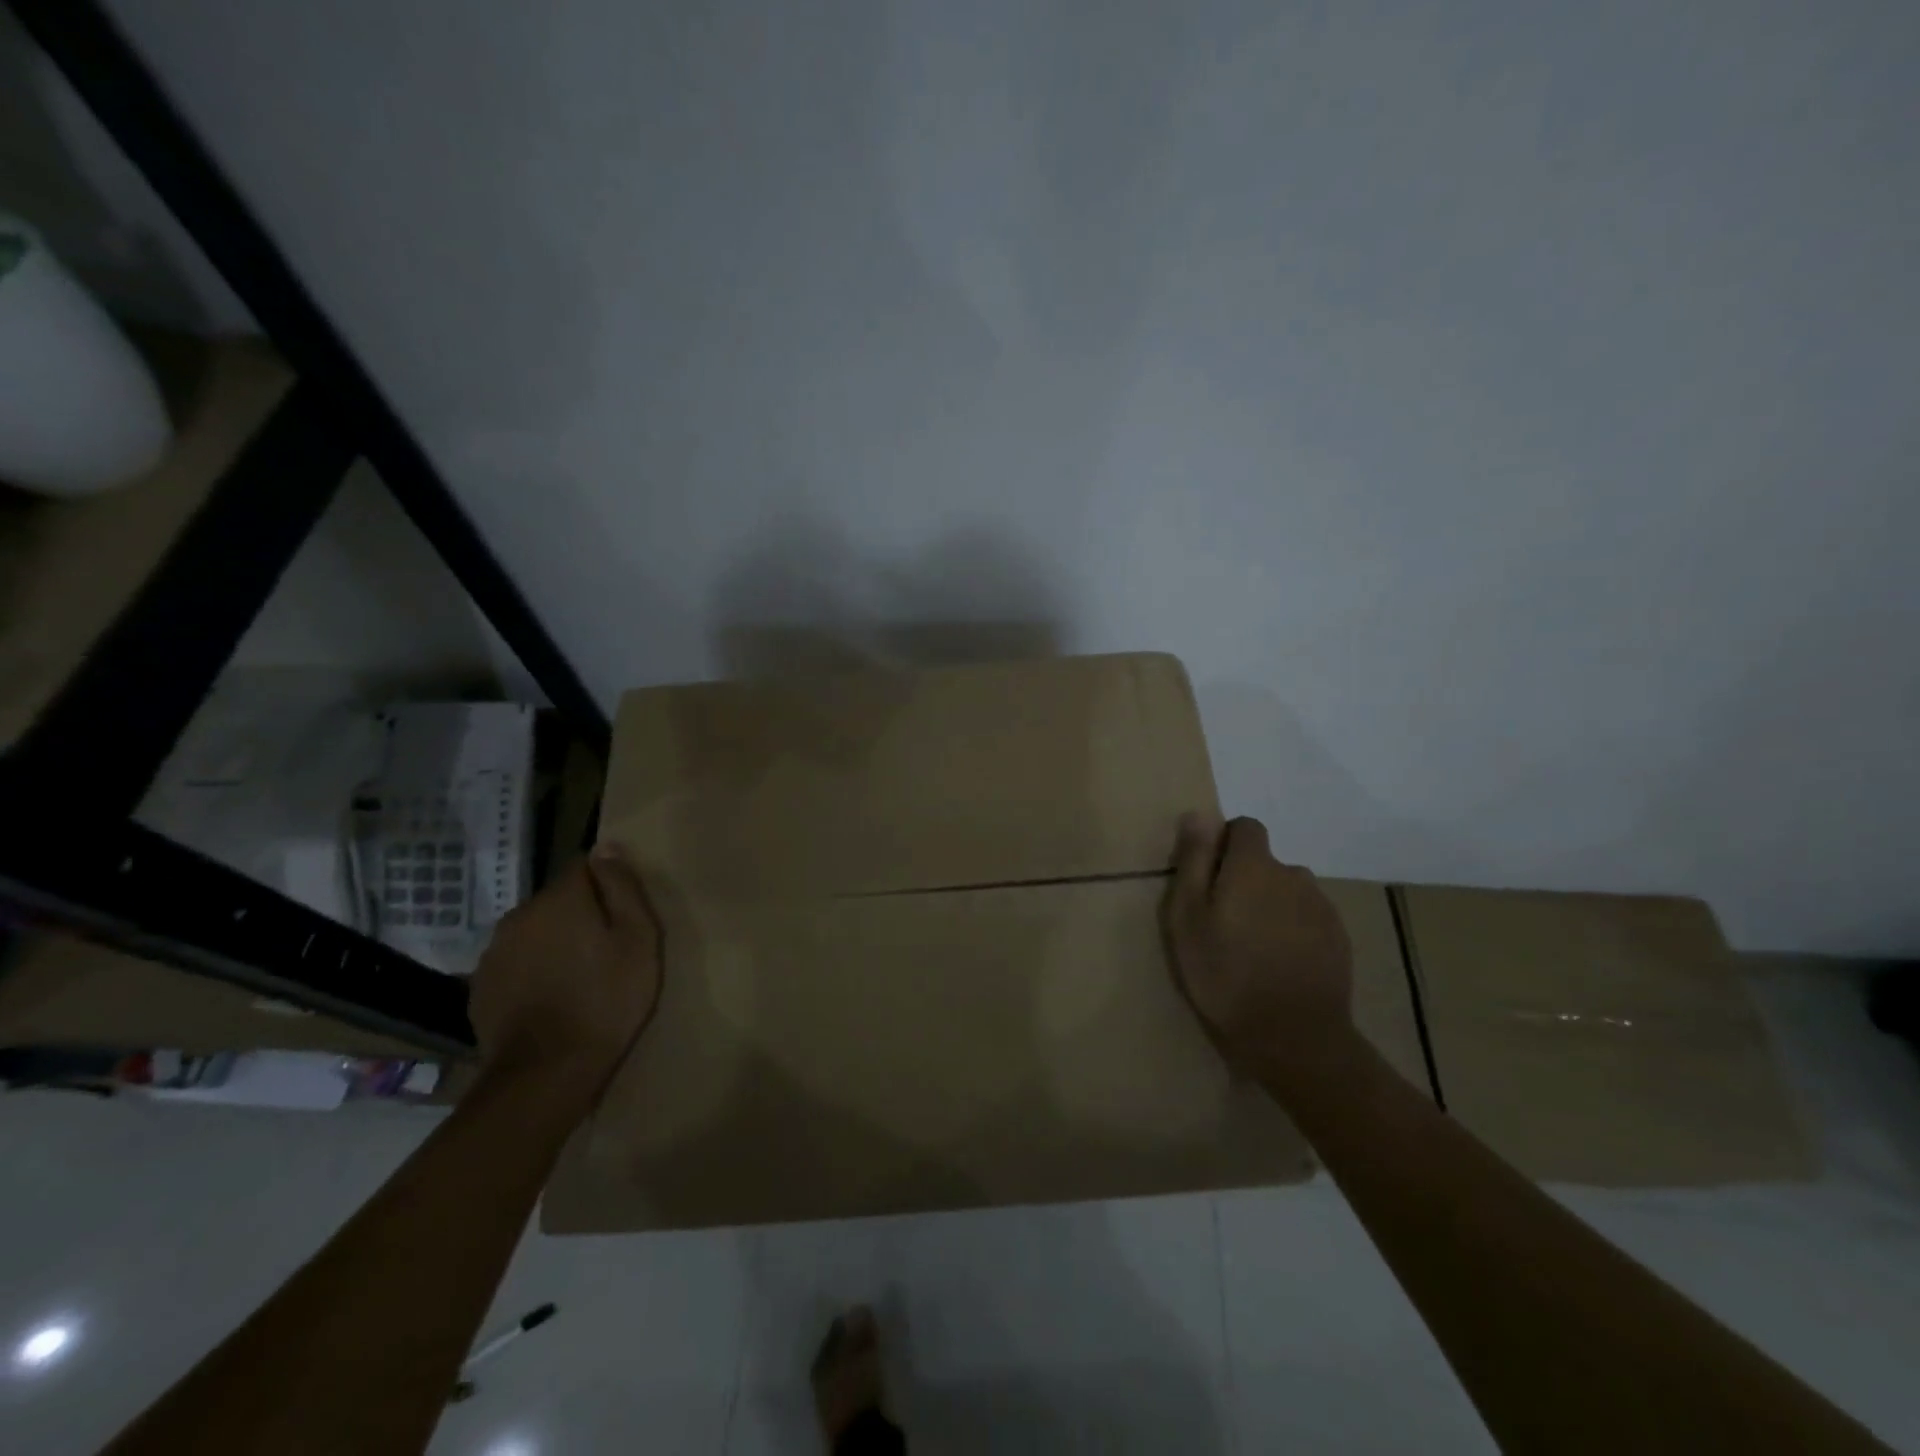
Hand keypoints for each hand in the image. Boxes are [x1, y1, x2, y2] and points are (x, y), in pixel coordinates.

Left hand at [468, 843, 662, 1102]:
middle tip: (606, 950)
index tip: (622, 914)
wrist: (547, 1071)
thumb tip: (606, 847)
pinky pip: (515, 962)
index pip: (583, 867)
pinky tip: (550, 997)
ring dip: (554, 942)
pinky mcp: (481, 986)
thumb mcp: (638, 939)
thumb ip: (622, 888)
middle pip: (557, 900)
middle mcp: (520, 915)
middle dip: (580, 915)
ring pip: (534, 931)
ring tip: (577, 976)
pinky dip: (533, 970)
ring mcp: (494, 952)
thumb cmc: (607, 999)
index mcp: (560, 900)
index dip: (607, 885)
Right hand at [1161, 812, 1354, 1082]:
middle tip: (1224, 923)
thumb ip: (1194, 860)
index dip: (1225, 846)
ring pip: (1288, 891)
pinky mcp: (1339, 939)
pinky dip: (1293, 930)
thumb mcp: (1187, 916)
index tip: (1209, 881)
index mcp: (1254, 865)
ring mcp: (1321, 907)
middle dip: (1245, 880)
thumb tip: (1199, 814)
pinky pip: (1308, 919)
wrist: (1293, 1037)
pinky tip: (1280, 964)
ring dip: (1271, 905)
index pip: (1245, 827)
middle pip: (1265, 862)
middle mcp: (1293, 875)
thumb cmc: (1225, 973)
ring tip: (1253, 946)